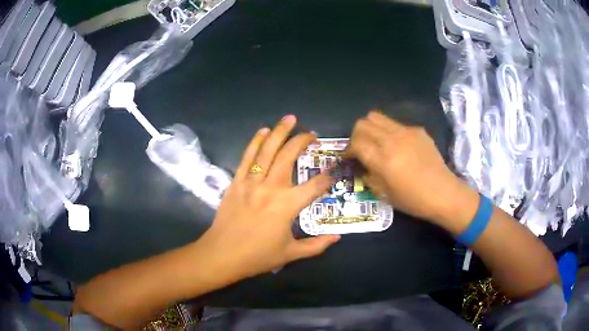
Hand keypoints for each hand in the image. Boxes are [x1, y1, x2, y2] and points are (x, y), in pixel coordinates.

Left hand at [199, 115, 339, 279]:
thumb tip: (337, 237)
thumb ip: (316, 245)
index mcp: (287, 206)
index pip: (314, 185)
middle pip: (288, 156)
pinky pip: (247, 157)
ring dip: (279, 132)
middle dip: (302, 141)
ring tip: (290, 119)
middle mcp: (270, 188)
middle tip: (312, 134)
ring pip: (267, 150)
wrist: (222, 254)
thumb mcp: (291, 254)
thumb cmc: (257, 256)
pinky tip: (263, 131)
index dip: (327, 177)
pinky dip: (255, 141)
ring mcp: (251, 182)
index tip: (333, 171)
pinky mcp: (236, 181)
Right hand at [347, 111, 471, 224]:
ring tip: (376, 143)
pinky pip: (396, 124)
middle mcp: (392, 140)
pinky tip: (399, 147)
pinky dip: (389, 132)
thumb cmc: (414, 200)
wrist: (444, 193)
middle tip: (361, 149)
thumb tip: (363, 166)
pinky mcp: (418, 130)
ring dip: (371, 129)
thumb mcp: (385, 195)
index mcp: (383, 160)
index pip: (355, 143)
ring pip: (377, 117)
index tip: (349, 158)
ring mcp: (406, 132)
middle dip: (356, 136)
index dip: (347, 150)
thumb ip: (369, 177)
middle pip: (363, 124)